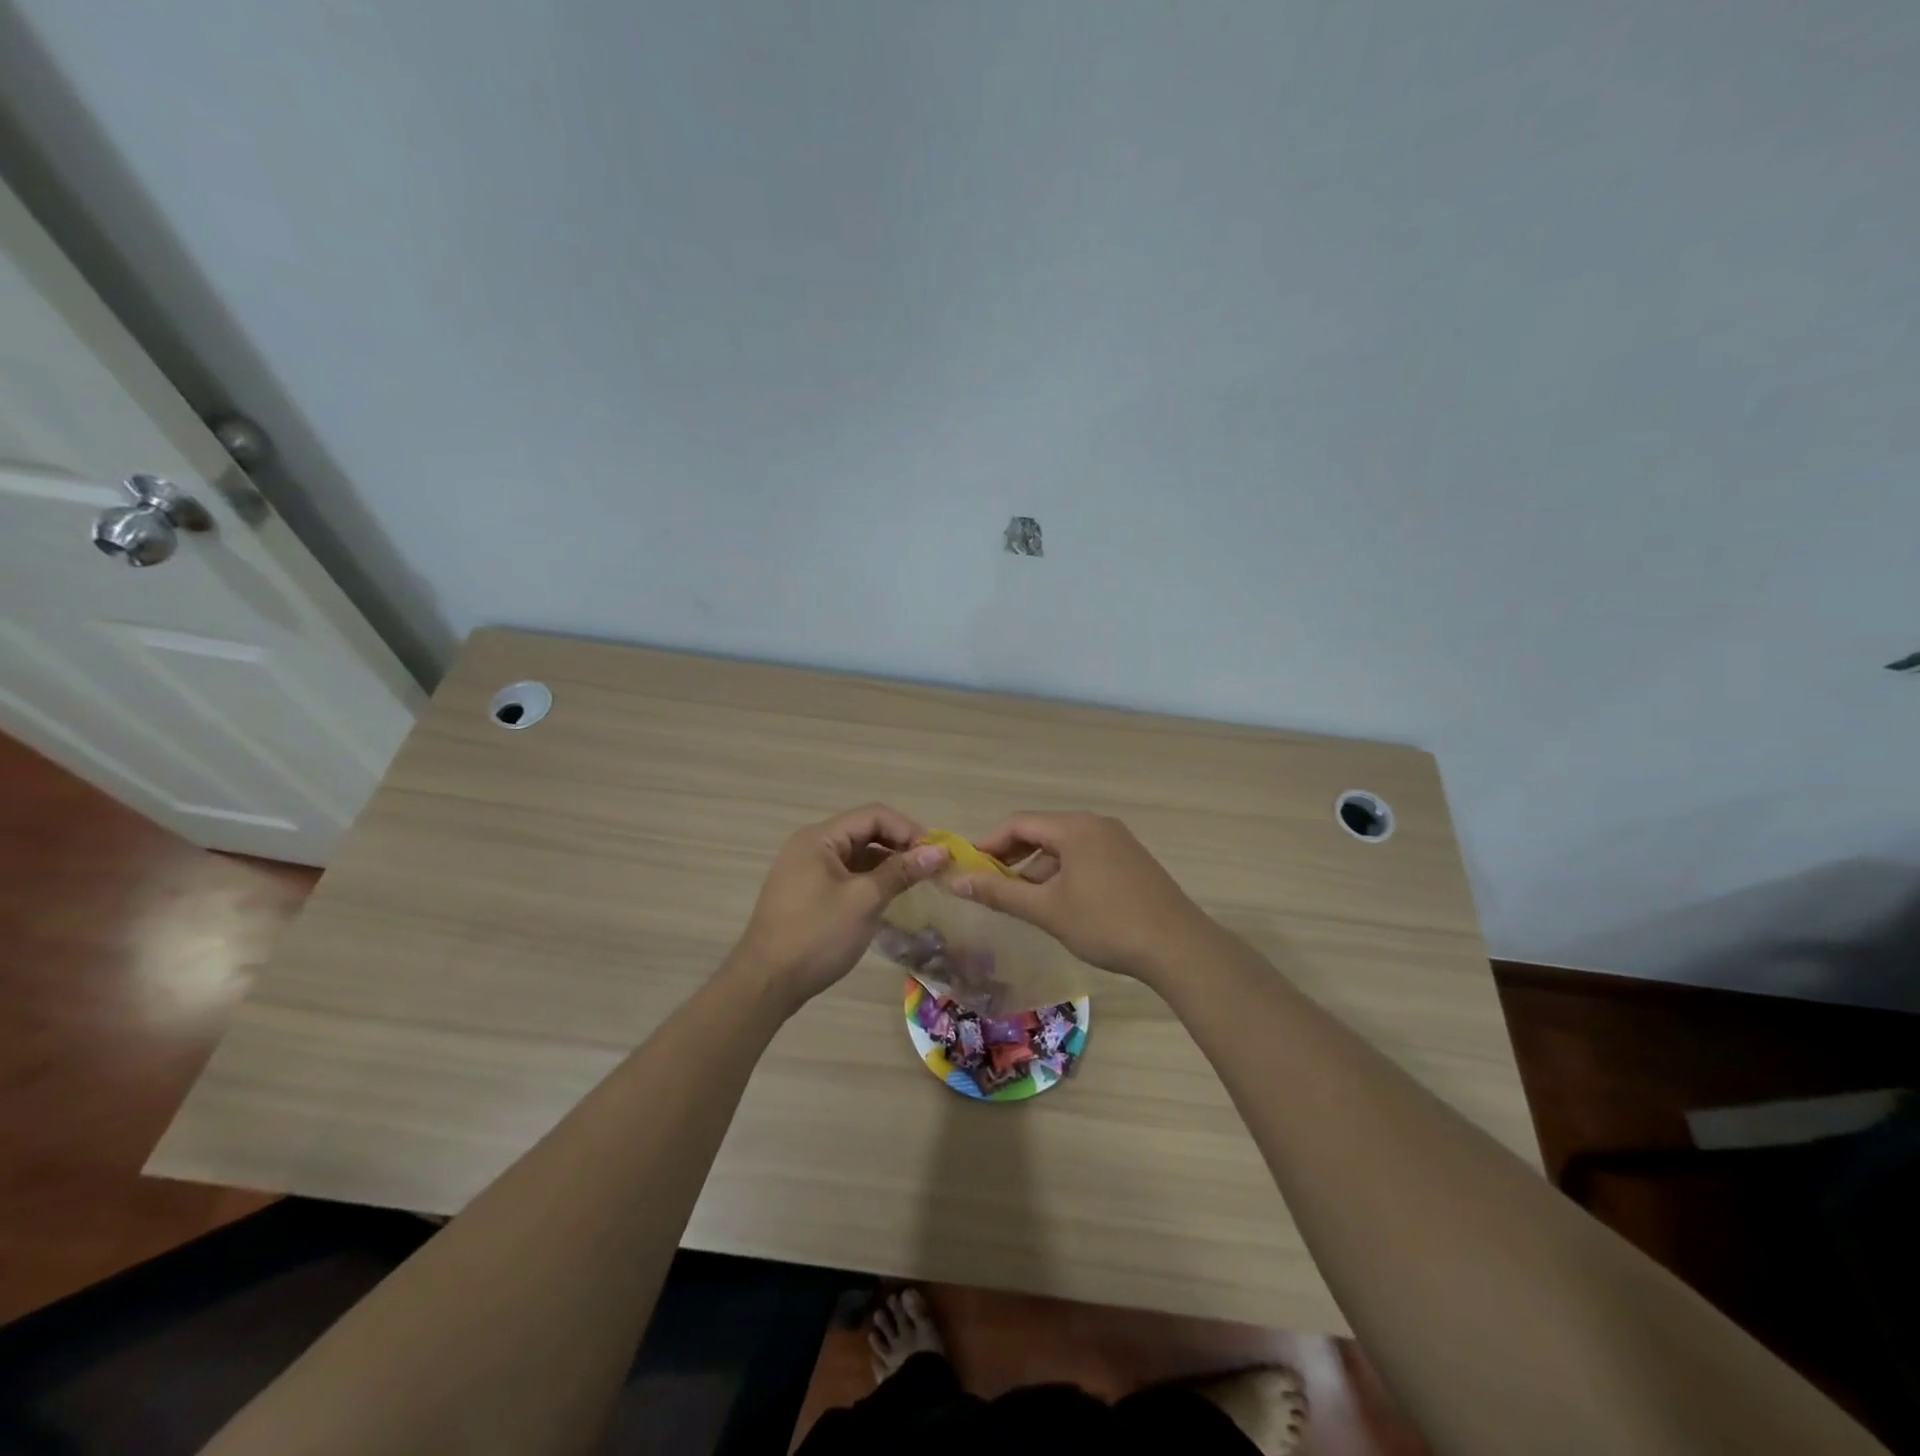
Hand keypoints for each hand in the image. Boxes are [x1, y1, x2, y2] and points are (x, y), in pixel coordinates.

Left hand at [728, 804, 948, 1009]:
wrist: (766, 983)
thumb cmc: (817, 936)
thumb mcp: (864, 901)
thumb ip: (901, 871)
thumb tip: (939, 851)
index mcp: (819, 838)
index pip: (874, 815)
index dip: (908, 829)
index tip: (936, 853)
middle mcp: (811, 845)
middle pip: (865, 831)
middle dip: (900, 845)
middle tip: (932, 868)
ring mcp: (807, 869)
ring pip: (857, 854)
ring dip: (888, 863)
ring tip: (918, 882)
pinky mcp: (808, 892)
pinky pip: (847, 874)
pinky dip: (871, 880)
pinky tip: (891, 896)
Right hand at [950, 811, 1214, 982]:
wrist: (1179, 947)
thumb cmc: (1106, 924)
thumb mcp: (1047, 910)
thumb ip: (1000, 892)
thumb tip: (958, 880)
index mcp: (1075, 827)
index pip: (1019, 823)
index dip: (989, 843)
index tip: (968, 868)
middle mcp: (1096, 825)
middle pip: (1042, 831)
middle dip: (1012, 856)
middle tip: (989, 884)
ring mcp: (1118, 841)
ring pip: (1064, 846)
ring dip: (1037, 867)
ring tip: (1020, 898)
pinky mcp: (1131, 861)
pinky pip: (1085, 856)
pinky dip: (1062, 872)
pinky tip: (1058, 902)